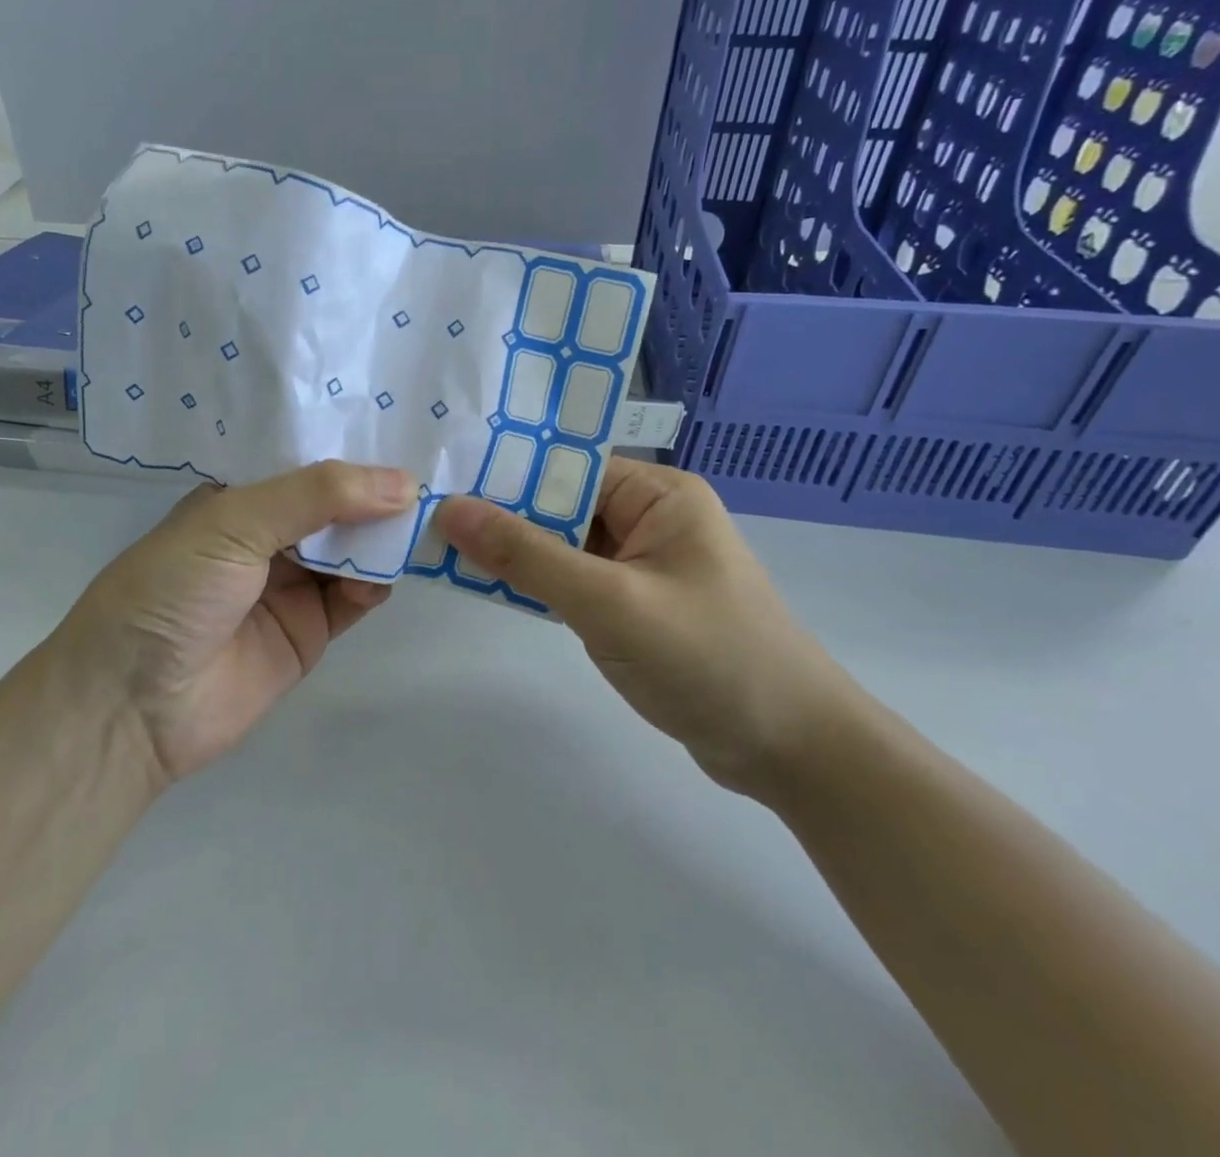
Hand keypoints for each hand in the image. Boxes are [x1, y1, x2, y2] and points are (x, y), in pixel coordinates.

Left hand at [54, 461, 416, 783]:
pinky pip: (355, 598)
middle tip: (431, 469)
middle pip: (334, 505)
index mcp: (238, 499)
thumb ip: (317, 495)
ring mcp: (290, 585)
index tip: (401, 422)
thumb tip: (404, 483)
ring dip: (381, 536)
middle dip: (375, 491)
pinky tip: (389, 570)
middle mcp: (267, 537)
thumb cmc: (171, 592)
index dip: (348, 446)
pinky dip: (376, 582)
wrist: (132, 707)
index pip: (303, 461)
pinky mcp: (310, 631)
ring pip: (351, 549)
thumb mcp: (234, 522)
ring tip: (424, 516)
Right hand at [434, 459, 856, 794]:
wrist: (792, 752)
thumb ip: (527, 556)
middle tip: (426, 516)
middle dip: (503, 515)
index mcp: (658, 494)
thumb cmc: (709, 659)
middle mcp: (650, 518)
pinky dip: (537, 585)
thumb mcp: (609, 603)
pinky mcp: (636, 606)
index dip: (505, 473)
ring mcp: (643, 565)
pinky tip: (489, 585)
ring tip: (441, 547)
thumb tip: (450, 509)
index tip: (440, 480)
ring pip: (562, 545)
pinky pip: (574, 581)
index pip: (567, 466)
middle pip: (561, 504)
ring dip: (515, 553)